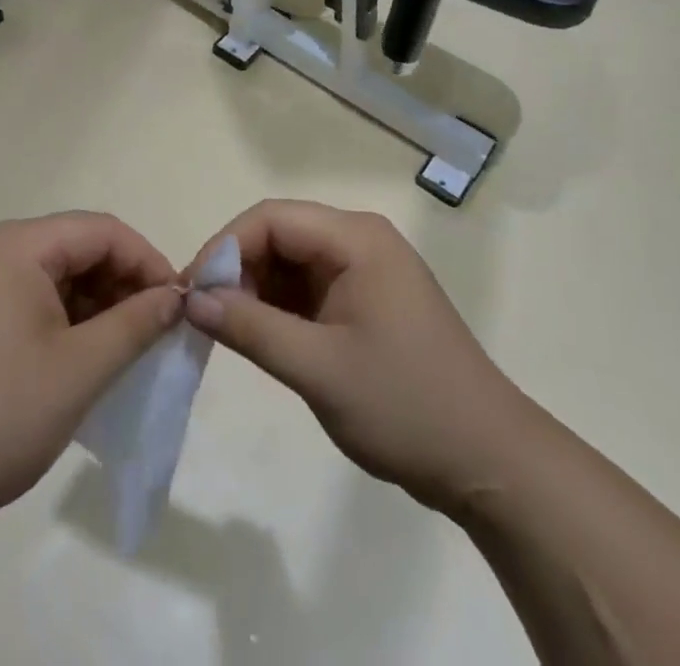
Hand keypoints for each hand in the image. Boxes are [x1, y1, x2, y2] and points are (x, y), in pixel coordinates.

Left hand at [0, 212, 180, 544]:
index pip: (102, 231)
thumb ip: (135, 325)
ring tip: (127, 351)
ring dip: (99, 308)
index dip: (148, 261)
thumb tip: (174, 298)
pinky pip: (35, 305)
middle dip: (124, 285)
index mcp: (18, 246)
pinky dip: (69, 326)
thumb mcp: (79, 370)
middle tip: (156, 332)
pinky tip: (87, 362)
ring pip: (59, 279)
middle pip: (80, 250)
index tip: (178, 305)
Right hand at [183, 200, 519, 516]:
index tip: (191, 293)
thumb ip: (251, 328)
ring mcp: (366, 270)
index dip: (224, 247)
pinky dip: (279, 308)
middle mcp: (360, 240)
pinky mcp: (366, 300)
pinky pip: (309, 288)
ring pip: (291, 262)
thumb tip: (192, 300)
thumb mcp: (318, 368)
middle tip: (203, 317)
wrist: (488, 460)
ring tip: (224, 331)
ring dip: (255, 290)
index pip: (272, 218)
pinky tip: (258, 337)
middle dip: (237, 269)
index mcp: (356, 238)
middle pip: (280, 235)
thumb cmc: (405, 405)